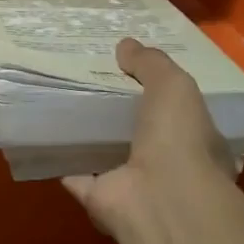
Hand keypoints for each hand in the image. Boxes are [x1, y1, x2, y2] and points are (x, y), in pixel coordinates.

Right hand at [62, 38, 237, 243]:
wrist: (159, 197)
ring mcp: (133, 186)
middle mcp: (167, 168)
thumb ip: (151, 64)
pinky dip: (64, 162)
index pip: (179, 116)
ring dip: (91, 139)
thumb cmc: (179, 139)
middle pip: (140, 136)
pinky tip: (48, 139)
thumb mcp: (174, 86)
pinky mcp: (100, 199)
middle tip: (93, 85)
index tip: (132, 74)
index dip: (158, 95)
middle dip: (121, 116)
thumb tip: (126, 45)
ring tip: (66, 108)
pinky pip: (77, 176)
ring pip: (108, 156)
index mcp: (195, 143)